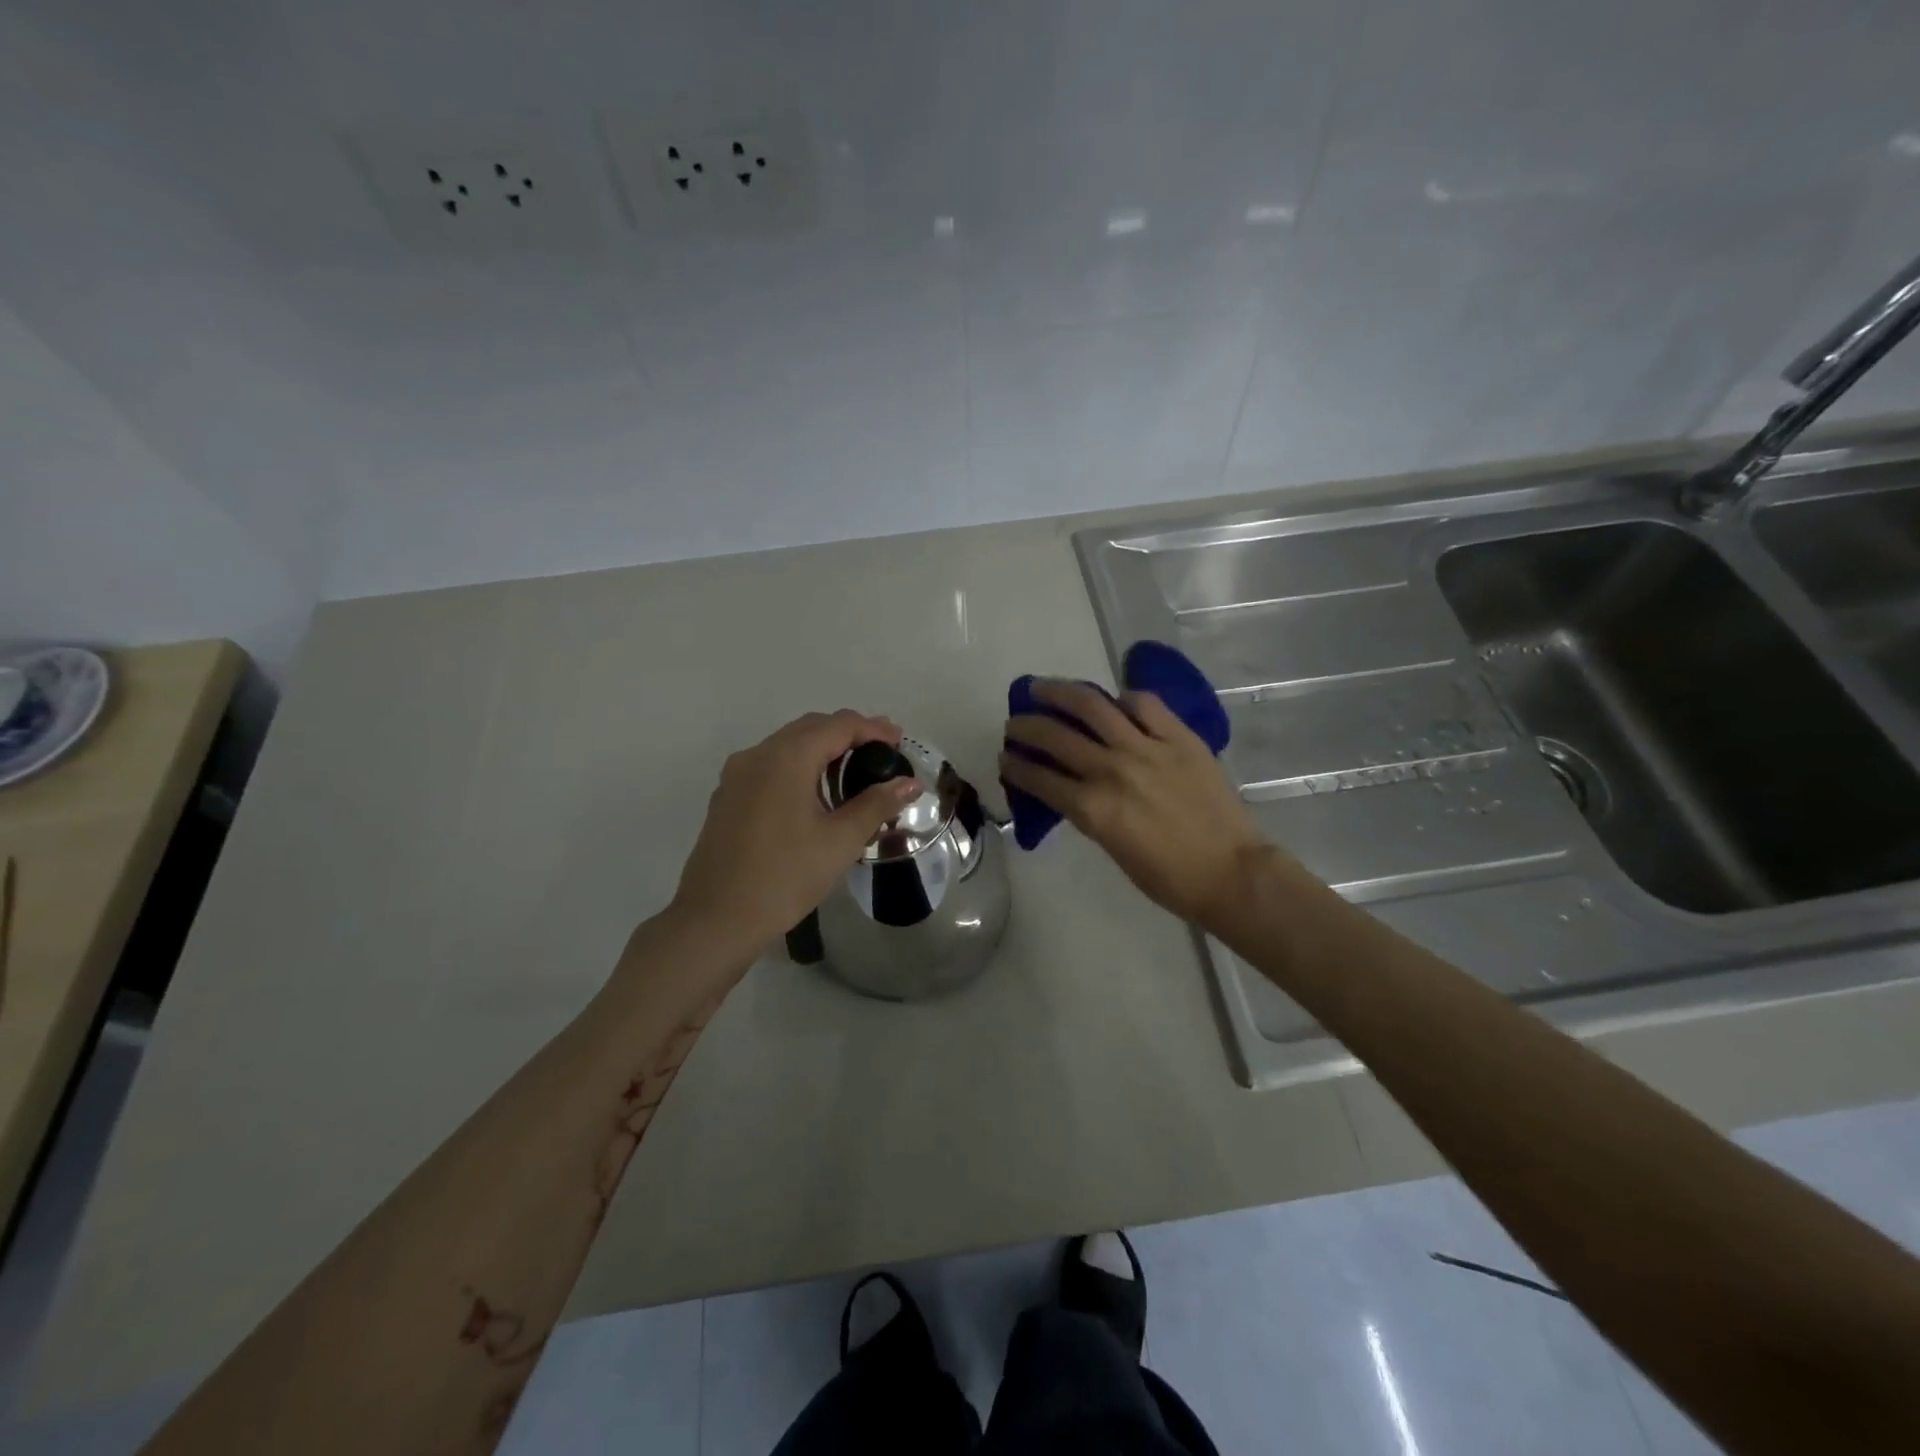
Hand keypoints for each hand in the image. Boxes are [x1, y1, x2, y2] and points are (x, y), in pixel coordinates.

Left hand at [671, 710, 920, 958]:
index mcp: (786, 758)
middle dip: (848, 734)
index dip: (872, 728)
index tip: (899, 739)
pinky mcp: (727, 797)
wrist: (716, 919)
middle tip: (882, 752)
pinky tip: (815, 795)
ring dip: (822, 750)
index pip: (838, 725)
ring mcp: (737, 776)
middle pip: (810, 728)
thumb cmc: (785, 876)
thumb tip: (910, 783)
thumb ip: (877, 804)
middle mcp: (757, 755)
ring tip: (854, 772)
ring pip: (787, 746)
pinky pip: (770, 766)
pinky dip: (799, 767)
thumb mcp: (840, 841)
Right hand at [1001, 681, 1274, 929]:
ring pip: (1093, 706)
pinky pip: (1144, 704)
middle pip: (1056, 737)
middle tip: (1015, 723)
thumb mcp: (1113, 848)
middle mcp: (1112, 770)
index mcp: (1093, 809)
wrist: (1231, 872)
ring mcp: (1147, 748)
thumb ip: (1089, 812)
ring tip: (1043, 688)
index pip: (1040, 778)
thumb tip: (1071, 788)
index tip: (1004, 757)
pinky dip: (1122, 699)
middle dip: (1026, 727)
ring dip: (1059, 693)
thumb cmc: (1169, 877)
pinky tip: (1113, 702)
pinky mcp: (1179, 737)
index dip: (1016, 766)